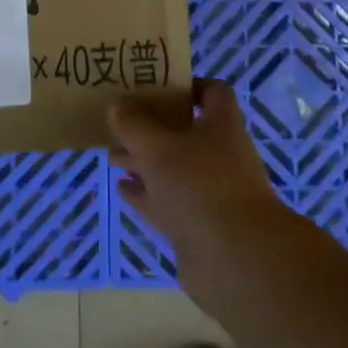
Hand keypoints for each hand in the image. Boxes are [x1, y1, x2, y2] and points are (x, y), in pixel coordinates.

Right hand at [108, 80, 288, 304]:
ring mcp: (209, 192)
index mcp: (221, 126)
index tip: (155, 85)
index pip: (212, 92)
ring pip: (172, 168)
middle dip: (151, 126)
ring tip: (111, 154)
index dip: (187, 85)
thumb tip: (117, 105)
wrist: (236, 262)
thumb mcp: (158, 148)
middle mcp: (219, 155)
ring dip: (143, 161)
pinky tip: (121, 187)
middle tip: (119, 121)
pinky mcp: (198, 225)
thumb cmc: (200, 186)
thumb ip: (133, 124)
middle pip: (184, 131)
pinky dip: (145, 193)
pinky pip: (167, 201)